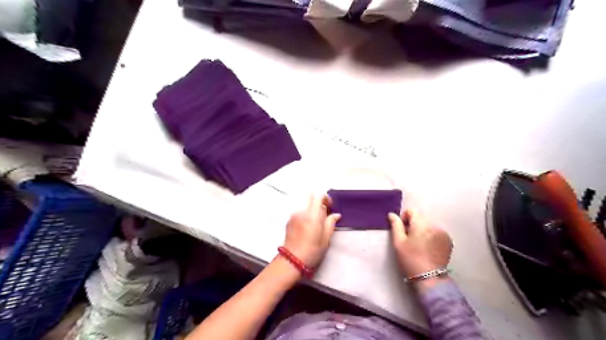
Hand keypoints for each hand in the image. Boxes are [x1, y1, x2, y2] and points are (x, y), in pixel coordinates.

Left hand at [284, 196, 339, 269]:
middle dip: (318, 202)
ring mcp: (294, 215)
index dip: (326, 198)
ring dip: (311, 209)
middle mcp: (302, 211)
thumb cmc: (312, 250)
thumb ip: (331, 223)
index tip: (330, 207)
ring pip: (305, 205)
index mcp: (313, 215)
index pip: (318, 196)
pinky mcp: (289, 220)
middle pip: (310, 197)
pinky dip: (305, 214)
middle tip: (323, 213)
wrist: (292, 260)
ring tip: (315, 223)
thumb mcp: (326, 238)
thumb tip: (336, 215)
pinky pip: (299, 212)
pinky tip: (307, 227)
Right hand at [391, 210, 451, 288]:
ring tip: (419, 245)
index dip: (404, 218)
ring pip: (429, 225)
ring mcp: (443, 233)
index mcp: (421, 224)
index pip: (411, 211)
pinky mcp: (448, 241)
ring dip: (423, 231)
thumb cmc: (410, 259)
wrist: (429, 278)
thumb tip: (392, 214)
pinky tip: (428, 248)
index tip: (402, 231)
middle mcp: (434, 225)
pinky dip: (431, 236)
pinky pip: (437, 232)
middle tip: (409, 240)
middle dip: (414, 225)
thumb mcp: (398, 242)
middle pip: (421, 218)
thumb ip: (395, 225)